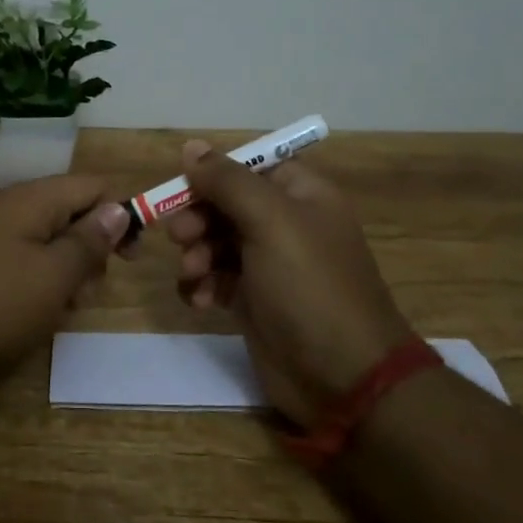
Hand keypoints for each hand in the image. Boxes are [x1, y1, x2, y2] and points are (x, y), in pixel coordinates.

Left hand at [0, 174, 131, 400]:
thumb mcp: (52, 278)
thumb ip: (89, 242)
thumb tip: (118, 208)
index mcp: (30, 199)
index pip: (91, 186)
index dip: (120, 214)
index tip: (131, 258)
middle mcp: (6, 205)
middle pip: (67, 213)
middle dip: (89, 250)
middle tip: (86, 294)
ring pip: (42, 240)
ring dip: (62, 271)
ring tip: (57, 311)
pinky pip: (15, 258)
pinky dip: (33, 281)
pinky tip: (28, 314)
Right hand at [163, 140, 413, 426]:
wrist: (342, 376)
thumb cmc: (309, 286)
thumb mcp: (270, 221)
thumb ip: (227, 181)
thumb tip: (191, 147)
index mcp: (301, 195)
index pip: (249, 167)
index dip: (214, 175)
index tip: (182, 190)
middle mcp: (286, 224)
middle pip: (226, 204)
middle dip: (198, 219)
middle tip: (180, 238)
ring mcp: (270, 265)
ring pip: (216, 242)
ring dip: (196, 254)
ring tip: (193, 275)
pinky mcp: (254, 301)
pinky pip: (217, 278)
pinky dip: (203, 285)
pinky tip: (200, 301)